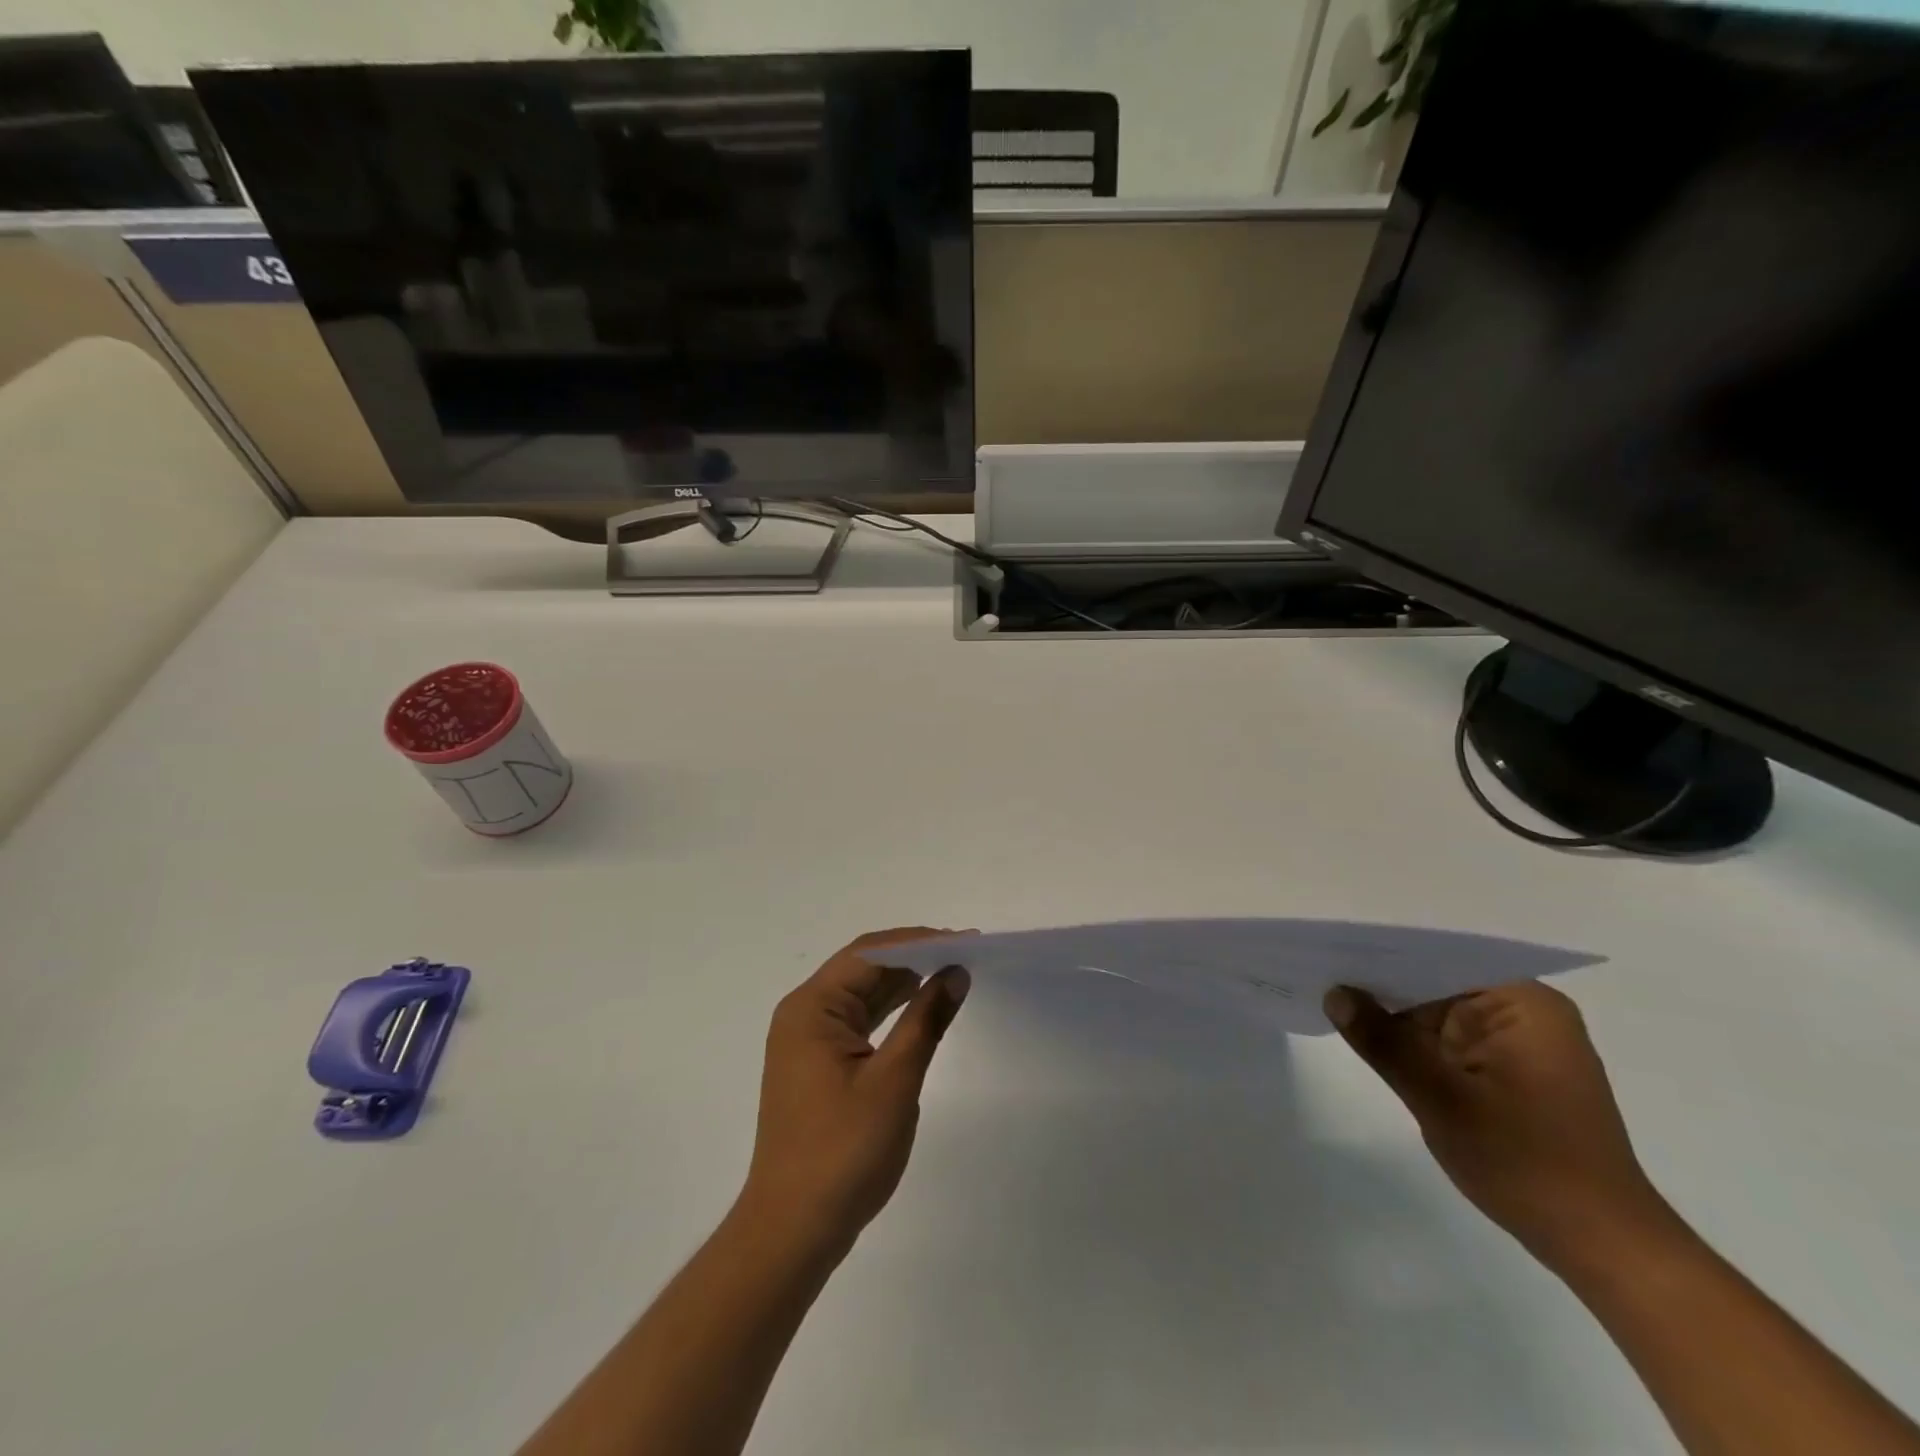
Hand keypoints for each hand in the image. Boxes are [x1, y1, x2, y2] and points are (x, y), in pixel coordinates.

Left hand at [739, 929, 971, 1260]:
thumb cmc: (843, 1152)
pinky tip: (921, 1008)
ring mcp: (808, 1040)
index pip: (869, 954)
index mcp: (811, 1008)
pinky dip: (891, 1011)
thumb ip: (926, 1020)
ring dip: (904, 983)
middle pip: (863, 968)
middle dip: (914, 958)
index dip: (919, 942)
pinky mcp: (817, 1064)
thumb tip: (956, 972)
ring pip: (862, 993)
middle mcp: (804, 1014)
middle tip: (965, 954)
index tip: (965, 941)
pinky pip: (858, 1020)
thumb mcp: (894, 1081)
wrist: (793, 1230)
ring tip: (952, 973)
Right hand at [1325, 982, 1679, 1272]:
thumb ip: (1383, 1041)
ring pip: (1438, 1012)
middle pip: (1436, 981)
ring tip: (1331, 997)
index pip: (1438, 956)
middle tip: (1319, 972)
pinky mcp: (1510, 1072)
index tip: (1330, 949)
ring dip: (1396, 1015)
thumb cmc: (1527, 1164)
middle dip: (1383, 983)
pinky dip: (1414, 1043)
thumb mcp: (1440, 1099)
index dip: (1382, 952)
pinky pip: (1449, 1040)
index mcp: (1522, 1002)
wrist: (1604, 1248)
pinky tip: (1371, 1039)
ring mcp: (1518, 1043)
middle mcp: (1524, 1012)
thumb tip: (1333, 992)